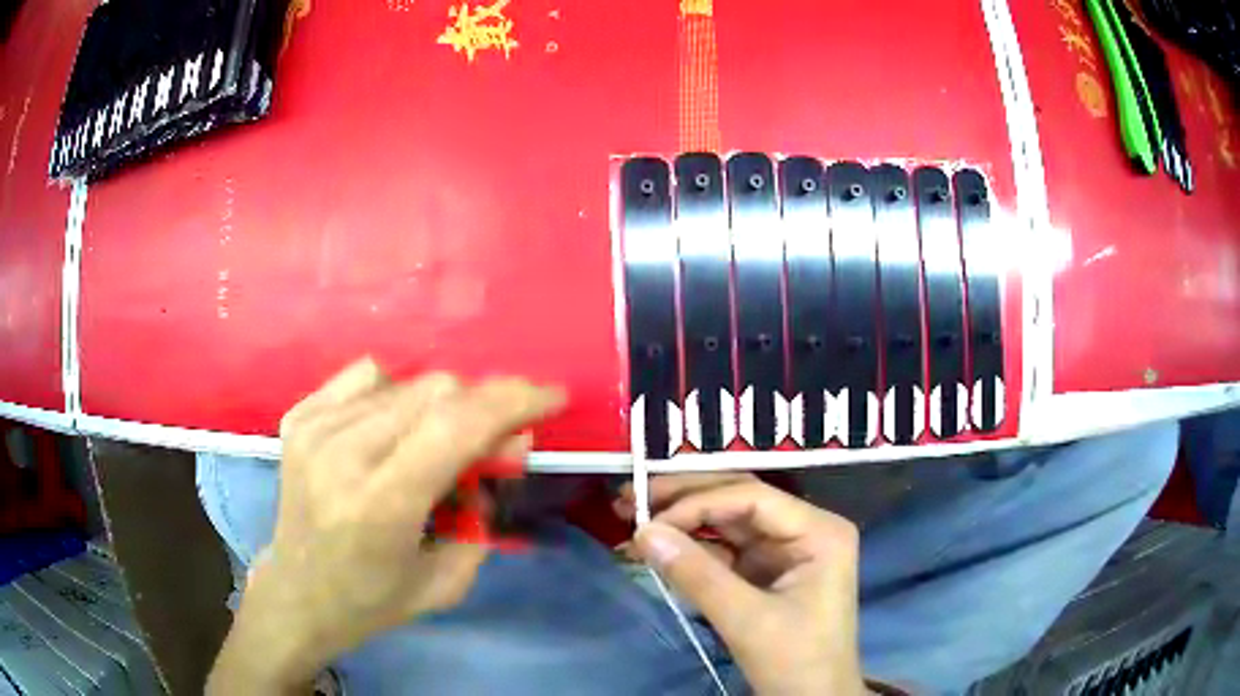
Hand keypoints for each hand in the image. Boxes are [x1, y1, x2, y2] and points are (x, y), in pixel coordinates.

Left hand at [208, 358, 564, 692]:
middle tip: (496, 446)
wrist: (298, 592)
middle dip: (484, 408)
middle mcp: (341, 454)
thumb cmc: (375, 600)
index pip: (456, 426)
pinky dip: (398, 394)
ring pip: (407, 380)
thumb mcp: (449, 578)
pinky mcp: (299, 416)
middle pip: (437, 391)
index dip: (513, 400)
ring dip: (443, 407)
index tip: (551, 399)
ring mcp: (314, 427)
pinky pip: (368, 376)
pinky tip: (394, 428)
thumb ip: (485, 508)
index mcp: (380, 505)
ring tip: (438, 447)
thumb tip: (508, 442)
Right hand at [618, 474, 865, 695]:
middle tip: (630, 494)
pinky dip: (690, 549)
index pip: (752, 497)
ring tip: (632, 514)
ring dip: (681, 520)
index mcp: (819, 531)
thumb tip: (642, 531)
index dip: (698, 502)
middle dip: (684, 498)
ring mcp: (784, 550)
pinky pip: (724, 549)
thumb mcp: (746, 620)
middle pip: (738, 500)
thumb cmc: (795, 660)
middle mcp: (804, 529)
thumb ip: (696, 575)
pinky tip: (657, 547)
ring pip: (727, 522)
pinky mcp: (766, 571)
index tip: (648, 520)